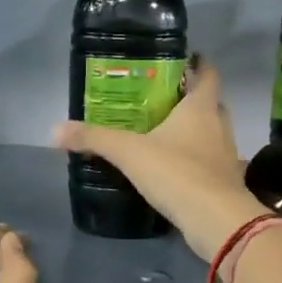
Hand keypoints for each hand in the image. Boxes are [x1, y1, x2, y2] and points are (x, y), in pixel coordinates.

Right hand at [52, 58, 265, 259]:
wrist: (216, 221)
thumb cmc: (177, 173)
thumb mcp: (129, 153)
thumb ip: (95, 139)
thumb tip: (55, 129)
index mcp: (200, 108)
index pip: (207, 75)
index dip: (198, 65)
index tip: (183, 60)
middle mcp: (219, 126)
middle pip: (211, 104)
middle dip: (191, 99)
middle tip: (164, 100)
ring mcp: (226, 155)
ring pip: (212, 133)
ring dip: (195, 131)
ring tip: (165, 133)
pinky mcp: (225, 182)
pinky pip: (209, 162)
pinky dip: (195, 160)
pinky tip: (174, 168)